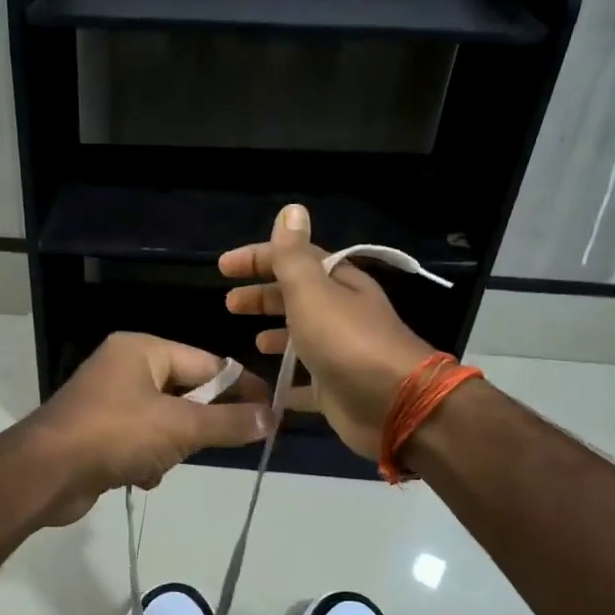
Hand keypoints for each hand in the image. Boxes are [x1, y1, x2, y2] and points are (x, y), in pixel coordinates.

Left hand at [23, 332, 271, 525]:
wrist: (45, 474)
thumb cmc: (115, 435)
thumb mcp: (180, 428)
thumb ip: (228, 423)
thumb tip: (271, 418)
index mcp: (142, 350)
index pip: (207, 363)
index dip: (240, 388)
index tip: (270, 413)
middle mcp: (124, 368)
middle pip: (186, 392)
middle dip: (199, 424)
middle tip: (219, 445)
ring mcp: (108, 401)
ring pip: (164, 422)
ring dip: (171, 448)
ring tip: (162, 463)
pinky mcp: (97, 433)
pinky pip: (140, 442)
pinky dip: (147, 460)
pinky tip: (141, 478)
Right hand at [219, 204, 436, 459]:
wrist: (392, 404)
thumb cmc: (346, 341)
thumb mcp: (312, 291)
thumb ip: (293, 256)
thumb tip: (291, 210)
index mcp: (337, 284)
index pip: (294, 260)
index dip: (258, 258)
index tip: (223, 267)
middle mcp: (341, 314)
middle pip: (296, 297)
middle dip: (263, 297)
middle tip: (230, 304)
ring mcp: (339, 353)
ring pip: (302, 337)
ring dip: (277, 335)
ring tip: (252, 342)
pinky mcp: (335, 389)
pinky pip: (305, 382)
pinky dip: (286, 381)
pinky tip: (265, 386)